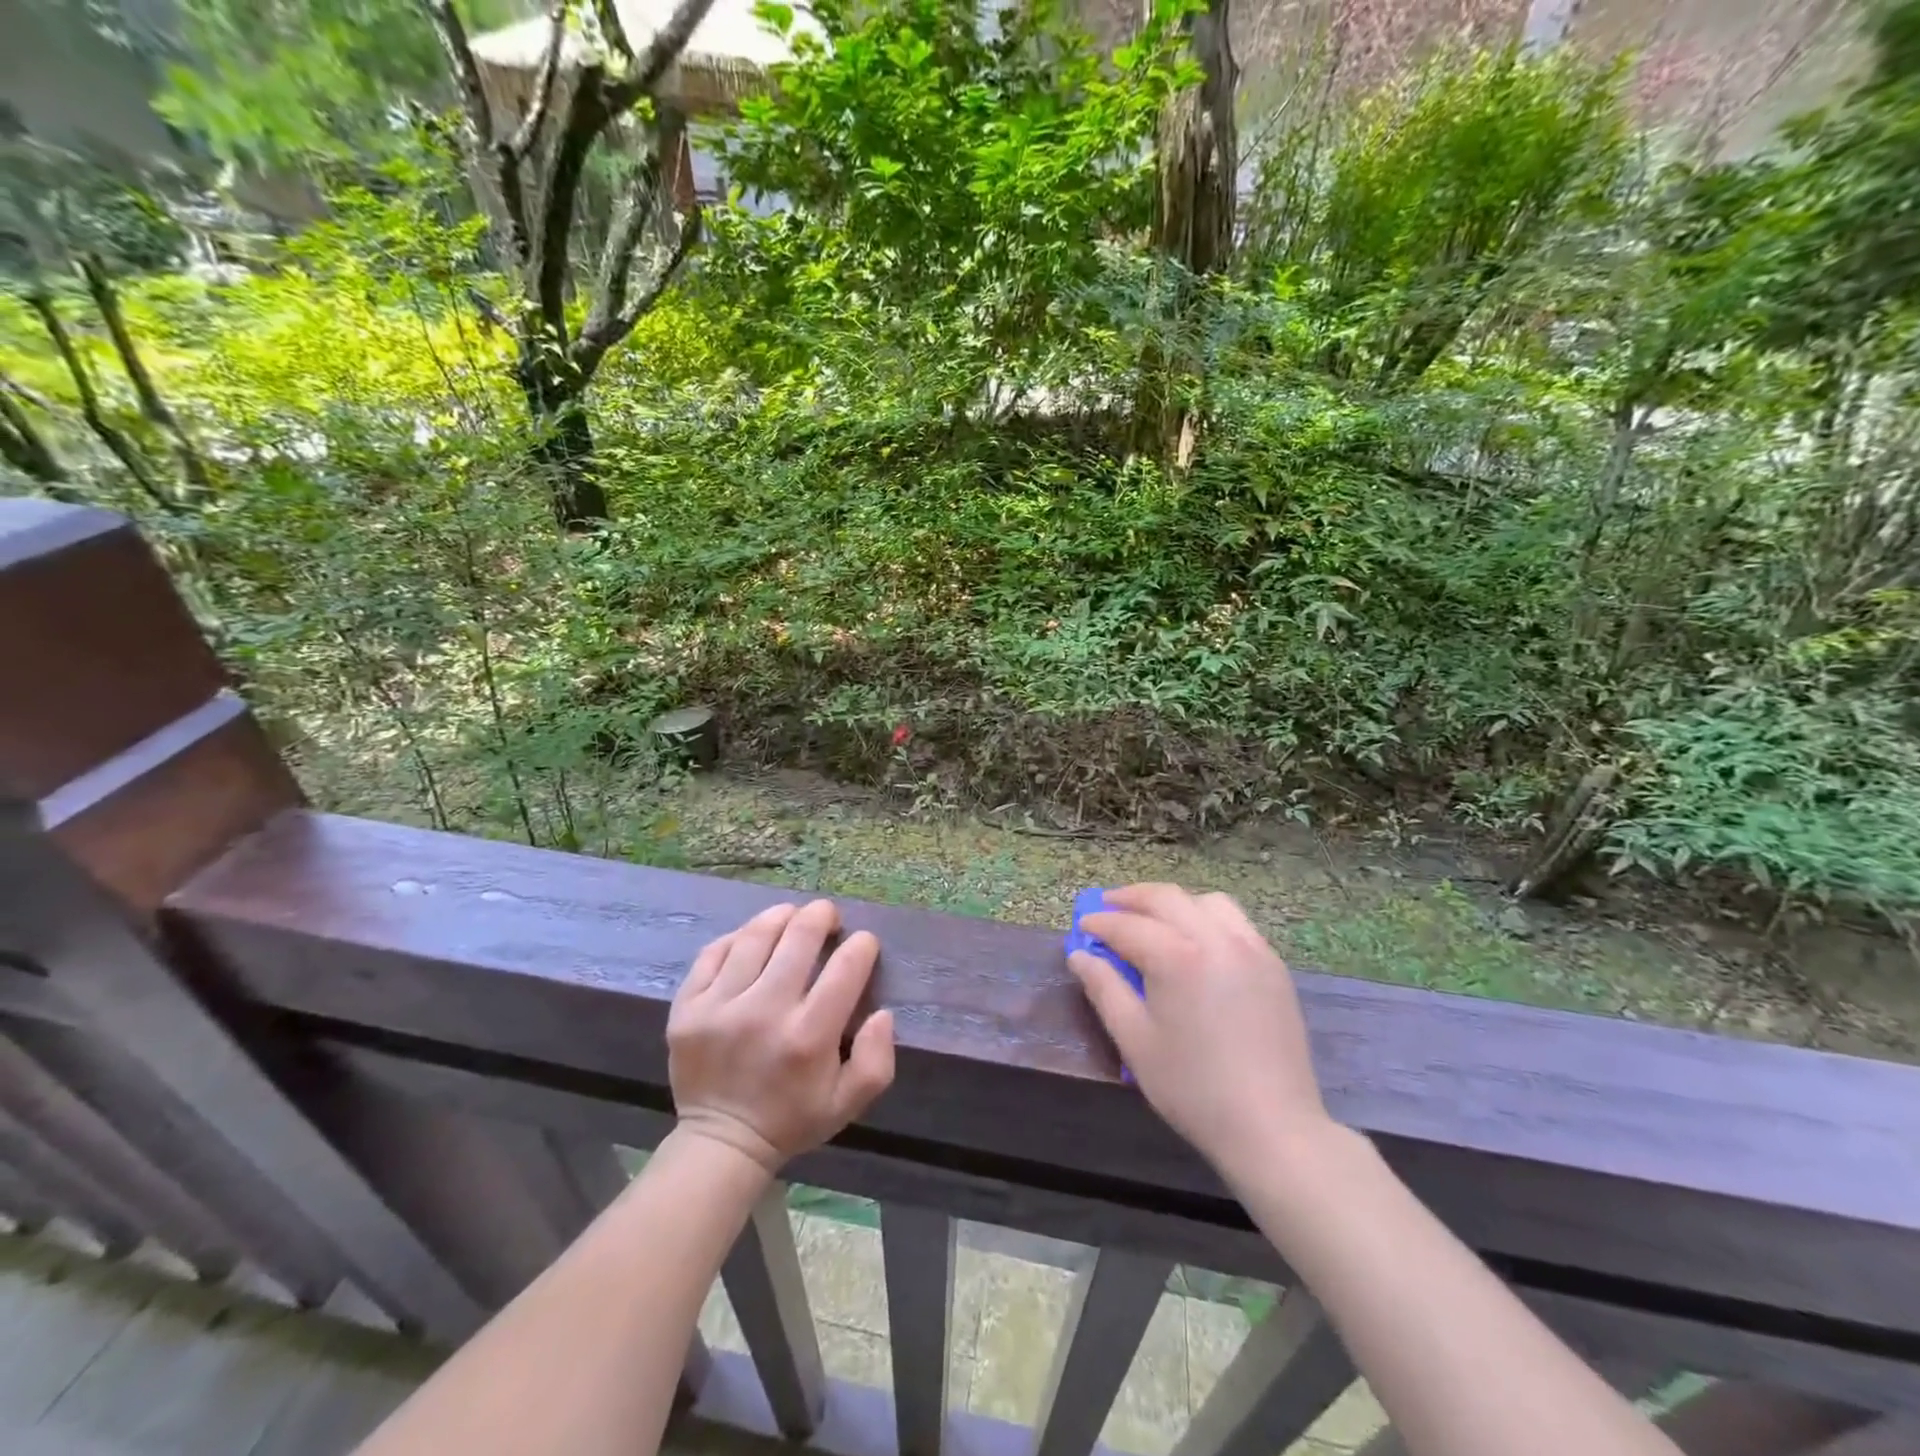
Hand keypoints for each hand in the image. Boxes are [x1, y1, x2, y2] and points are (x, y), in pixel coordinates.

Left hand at [668, 899, 896, 1172]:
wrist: (721, 1143)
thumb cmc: (792, 1118)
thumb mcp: (849, 1102)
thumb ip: (877, 1058)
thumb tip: (882, 1012)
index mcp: (809, 1037)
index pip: (846, 966)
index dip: (863, 945)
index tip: (863, 944)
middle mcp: (764, 1013)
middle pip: (799, 936)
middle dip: (822, 916)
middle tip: (828, 917)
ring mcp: (720, 1006)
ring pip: (756, 935)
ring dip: (782, 917)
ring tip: (792, 917)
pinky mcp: (688, 1006)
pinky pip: (714, 951)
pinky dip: (738, 937)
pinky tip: (752, 940)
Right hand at [1070, 884, 1330, 1182]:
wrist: (1273, 1127)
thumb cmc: (1193, 1088)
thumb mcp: (1135, 1040)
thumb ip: (1104, 989)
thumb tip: (1079, 955)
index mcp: (1178, 957)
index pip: (1128, 925)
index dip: (1100, 923)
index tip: (1082, 926)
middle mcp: (1216, 939)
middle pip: (1167, 898)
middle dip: (1132, 898)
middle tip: (1107, 906)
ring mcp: (1251, 949)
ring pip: (1206, 901)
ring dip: (1173, 902)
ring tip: (1153, 919)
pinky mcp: (1273, 965)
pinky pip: (1235, 922)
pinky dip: (1206, 917)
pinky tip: (1195, 941)